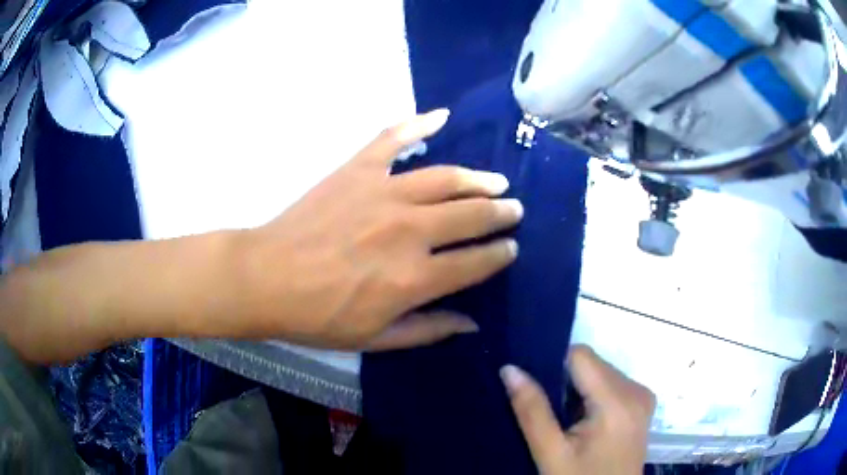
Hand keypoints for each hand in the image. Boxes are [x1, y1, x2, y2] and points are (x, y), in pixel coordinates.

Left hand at [236, 109, 522, 349]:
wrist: (266, 279)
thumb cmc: (318, 316)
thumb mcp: (375, 339)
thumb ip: (429, 330)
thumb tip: (473, 323)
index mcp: (415, 278)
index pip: (476, 262)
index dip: (500, 254)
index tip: (511, 247)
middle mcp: (410, 231)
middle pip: (470, 215)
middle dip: (500, 212)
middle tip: (514, 209)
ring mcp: (383, 193)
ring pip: (446, 178)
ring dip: (477, 179)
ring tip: (495, 181)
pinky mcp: (358, 170)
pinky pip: (393, 140)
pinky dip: (417, 124)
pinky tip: (440, 116)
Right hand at [501, 346, 655, 474]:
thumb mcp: (551, 454)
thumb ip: (532, 411)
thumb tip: (509, 368)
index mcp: (618, 401)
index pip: (580, 355)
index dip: (554, 367)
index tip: (537, 391)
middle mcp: (637, 390)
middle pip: (593, 364)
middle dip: (567, 382)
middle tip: (551, 415)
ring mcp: (643, 397)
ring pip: (601, 372)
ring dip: (580, 390)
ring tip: (566, 423)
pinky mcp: (642, 404)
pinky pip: (612, 384)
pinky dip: (593, 396)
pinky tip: (584, 423)